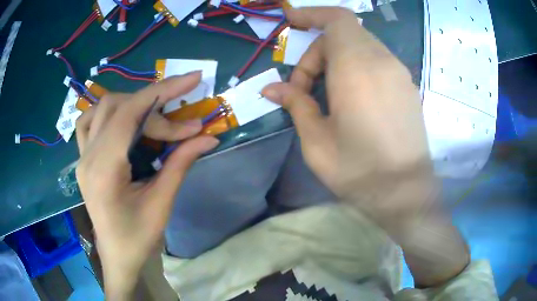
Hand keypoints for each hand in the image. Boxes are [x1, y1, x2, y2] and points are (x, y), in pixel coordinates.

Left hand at [75, 72, 218, 298]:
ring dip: (131, 104)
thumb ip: (180, 164)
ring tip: (154, 118)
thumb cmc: (138, 238)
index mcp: (104, 170)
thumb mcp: (162, 204)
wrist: (117, 256)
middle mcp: (88, 157)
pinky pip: (89, 121)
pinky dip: (109, 112)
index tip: (192, 80)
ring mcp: (82, 156)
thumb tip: (208, 137)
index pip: (130, 114)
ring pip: (102, 108)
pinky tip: (123, 120)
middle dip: (154, 107)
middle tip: (181, 125)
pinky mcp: (83, 159)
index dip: (162, 90)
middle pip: (118, 106)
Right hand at [262, 8, 468, 286]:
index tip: (291, 23)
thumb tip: (271, 89)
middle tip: (303, 88)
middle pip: (344, 35)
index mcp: (358, 68)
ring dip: (336, 60)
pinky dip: (356, 67)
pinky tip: (351, 99)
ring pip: (361, 47)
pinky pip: (377, 62)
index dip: (312, 14)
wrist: (406, 194)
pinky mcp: (408, 87)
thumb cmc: (359, 171)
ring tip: (326, 97)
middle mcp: (383, 62)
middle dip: (317, 52)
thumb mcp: (317, 141)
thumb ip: (296, 105)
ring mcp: (400, 74)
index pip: (337, 19)